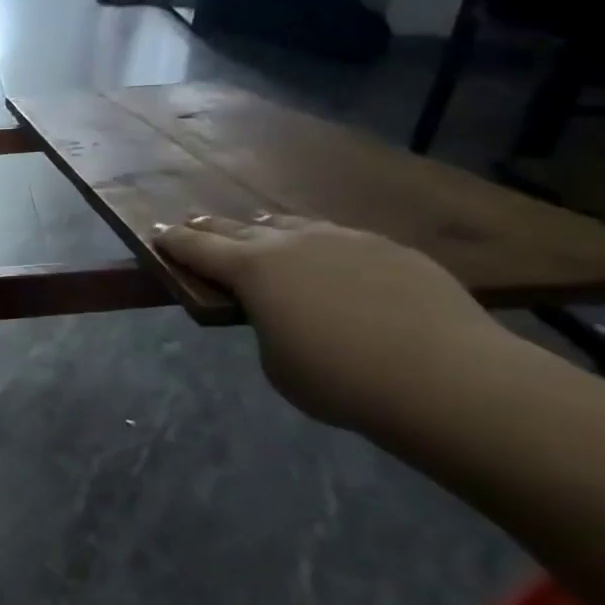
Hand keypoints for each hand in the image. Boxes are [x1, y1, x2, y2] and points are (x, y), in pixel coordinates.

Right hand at [154, 214, 507, 433]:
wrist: (446, 377)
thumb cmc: (339, 379)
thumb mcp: (275, 361)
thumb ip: (266, 326)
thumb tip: (283, 310)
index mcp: (253, 270)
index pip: (198, 249)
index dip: (174, 242)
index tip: (158, 233)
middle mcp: (293, 242)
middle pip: (239, 229)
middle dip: (211, 228)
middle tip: (193, 225)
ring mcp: (345, 239)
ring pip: (292, 225)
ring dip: (266, 229)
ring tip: (257, 230)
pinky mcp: (391, 249)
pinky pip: (339, 238)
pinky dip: (318, 245)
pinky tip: (328, 259)